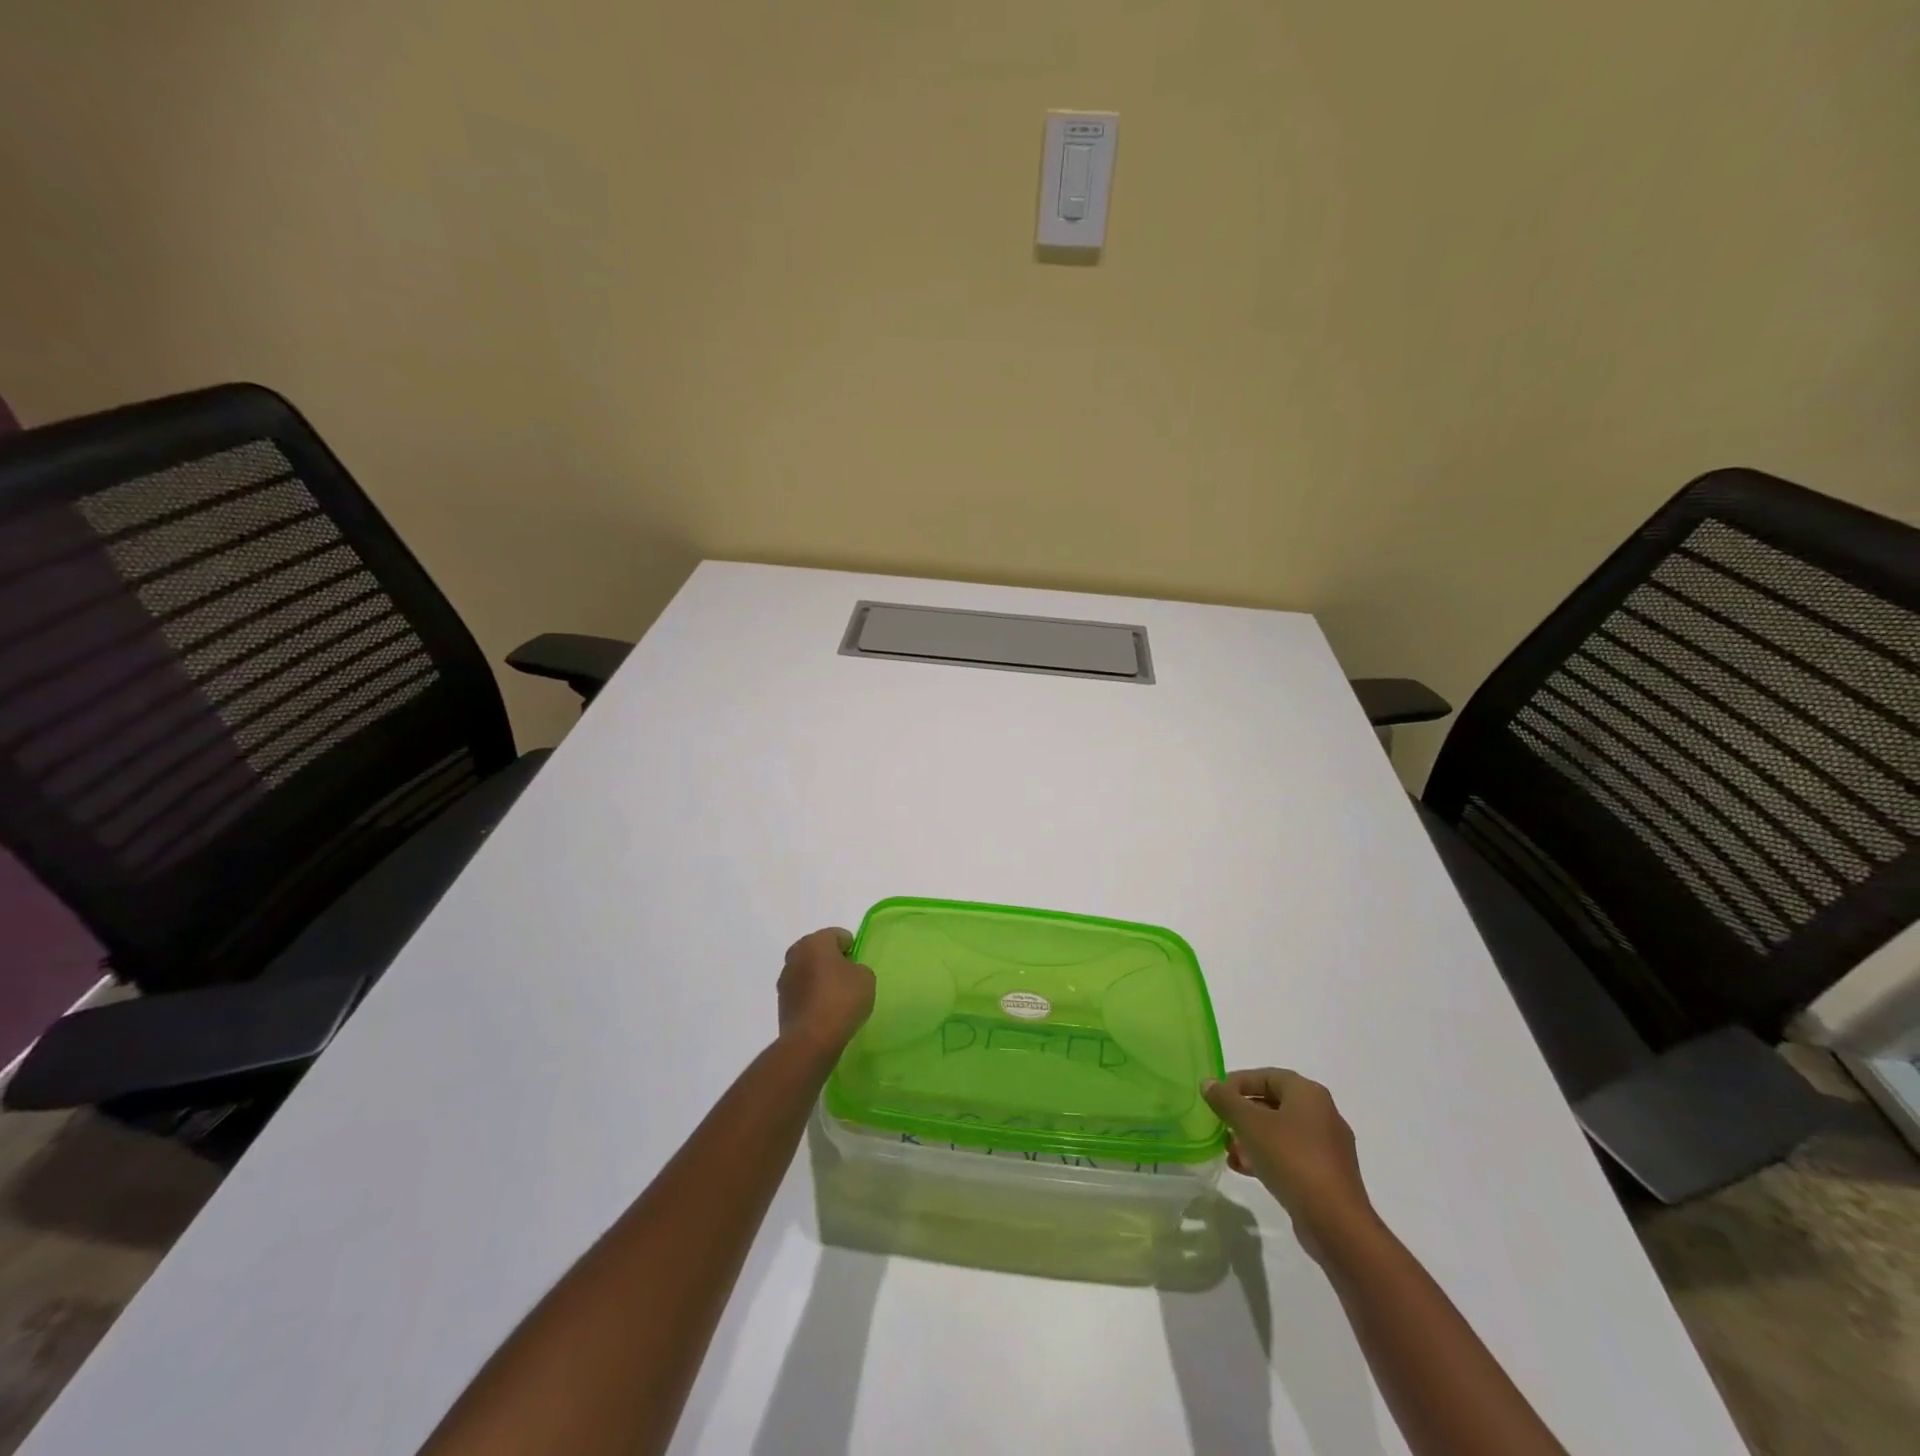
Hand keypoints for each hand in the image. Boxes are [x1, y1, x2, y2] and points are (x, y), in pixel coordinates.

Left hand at [777, 928, 875, 1058]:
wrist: (812, 1040)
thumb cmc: (842, 1000)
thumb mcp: (866, 978)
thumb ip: (858, 968)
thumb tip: (848, 972)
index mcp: (816, 942)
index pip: (836, 935)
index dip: (850, 947)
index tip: (858, 963)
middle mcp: (796, 956)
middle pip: (817, 950)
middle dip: (831, 959)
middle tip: (847, 976)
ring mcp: (785, 980)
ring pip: (806, 971)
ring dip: (818, 978)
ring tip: (835, 997)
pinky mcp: (781, 1003)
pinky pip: (801, 992)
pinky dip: (811, 996)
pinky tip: (824, 1011)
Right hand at [1203, 1068, 1375, 1253]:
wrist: (1336, 1223)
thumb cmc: (1292, 1159)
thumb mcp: (1250, 1124)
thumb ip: (1226, 1100)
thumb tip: (1208, 1083)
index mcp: (1308, 1094)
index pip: (1266, 1076)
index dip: (1237, 1082)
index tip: (1215, 1096)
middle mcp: (1322, 1114)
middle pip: (1273, 1104)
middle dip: (1242, 1113)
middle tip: (1220, 1123)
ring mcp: (1327, 1147)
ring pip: (1280, 1132)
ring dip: (1251, 1137)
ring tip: (1229, 1151)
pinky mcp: (1326, 1175)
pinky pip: (1290, 1156)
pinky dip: (1266, 1157)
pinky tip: (1244, 1169)